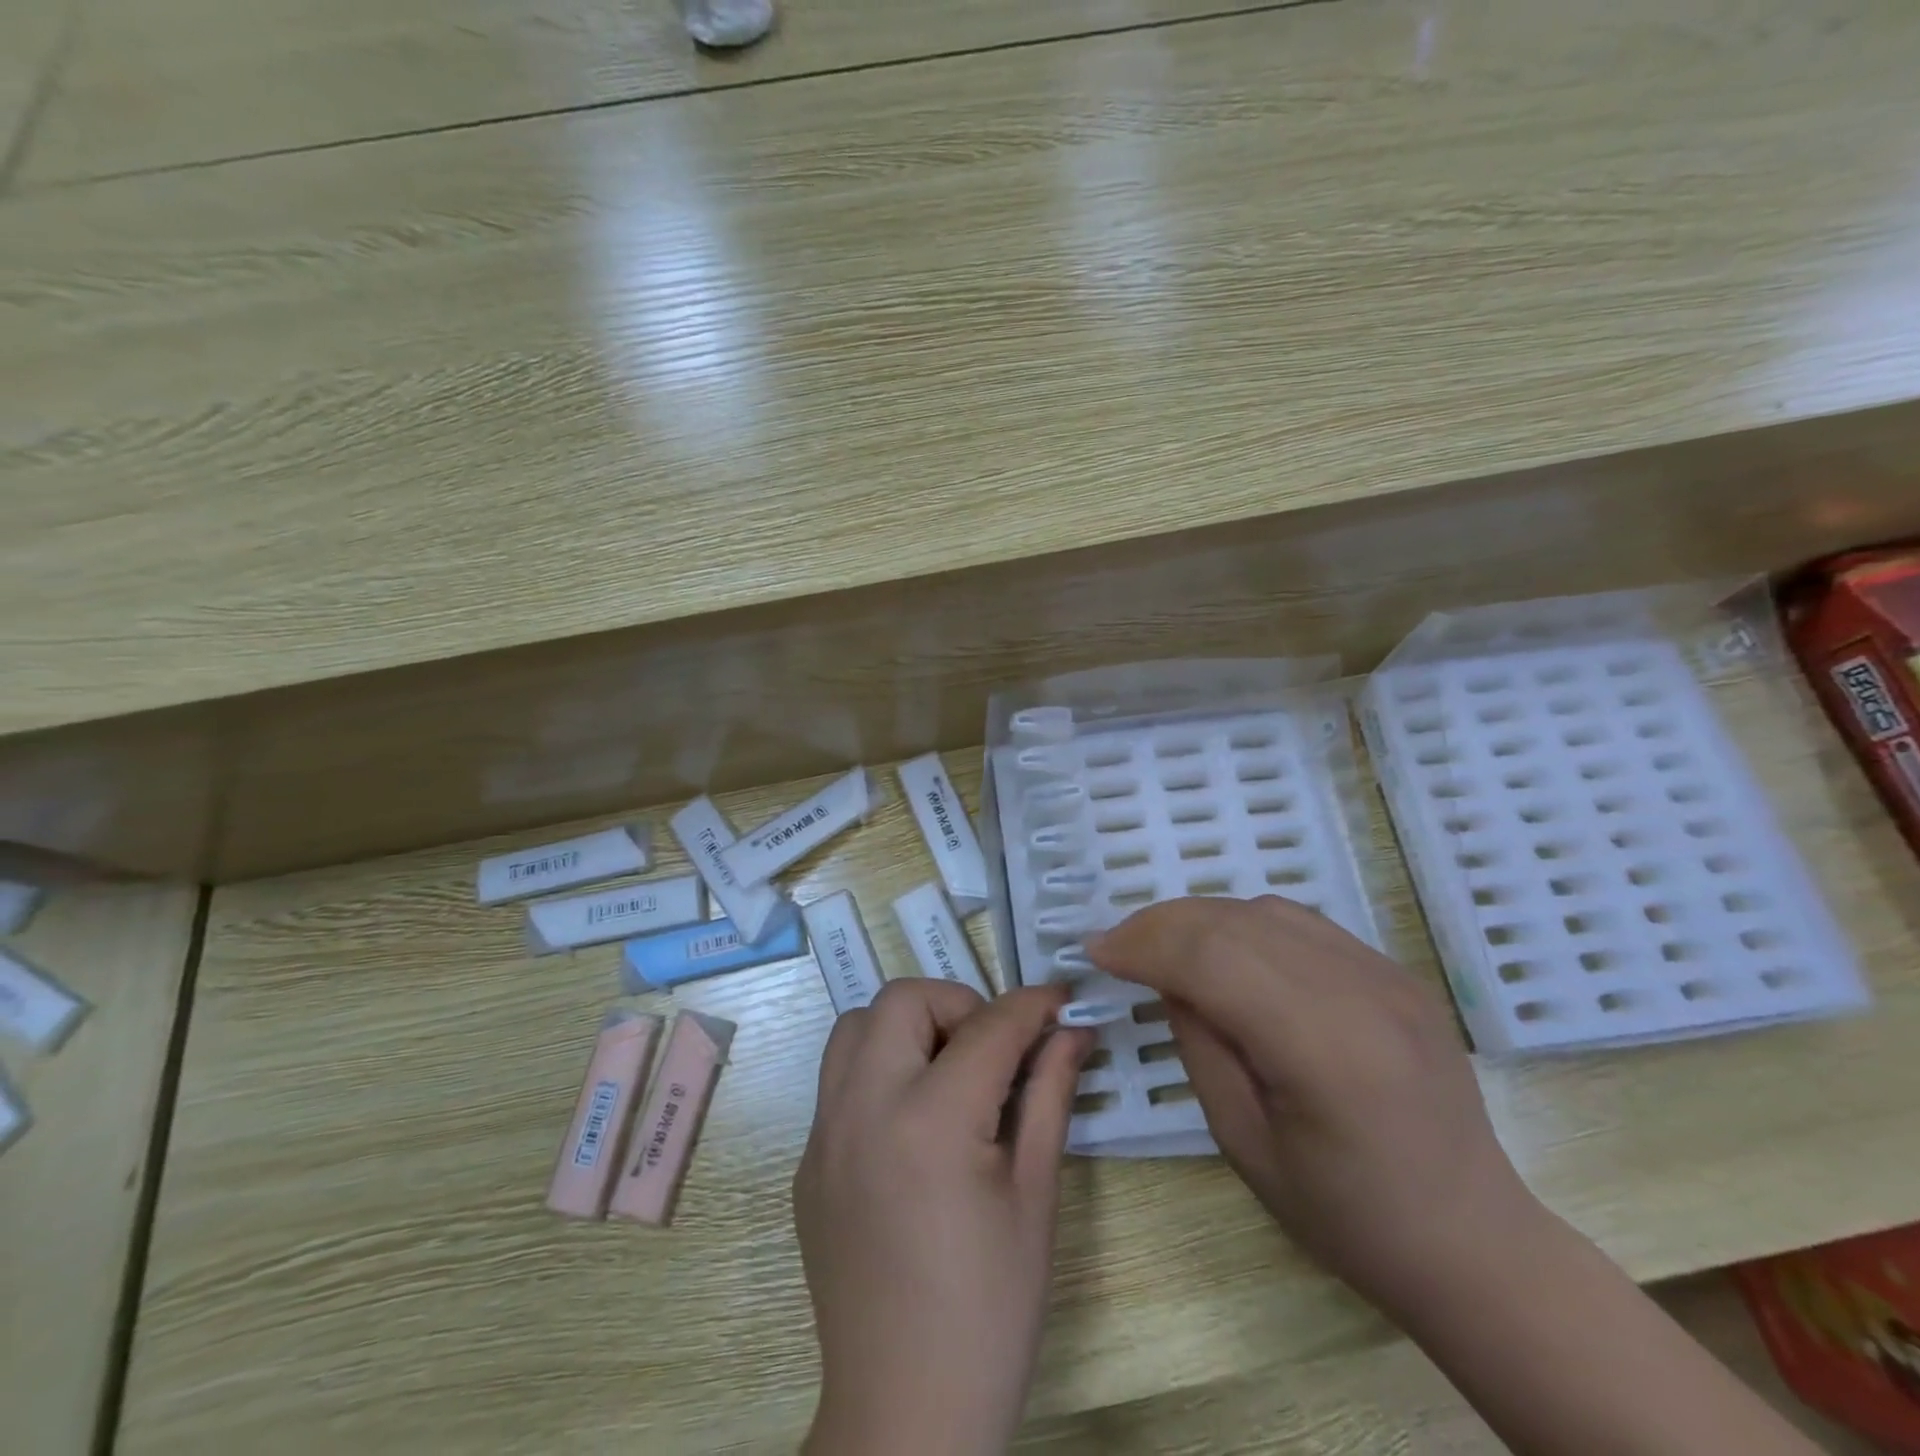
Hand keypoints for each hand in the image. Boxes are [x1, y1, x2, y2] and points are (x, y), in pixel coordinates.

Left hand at [795, 978, 1092, 1455]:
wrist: (905, 1412)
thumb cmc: (990, 1309)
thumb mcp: (1036, 1197)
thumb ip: (1049, 1096)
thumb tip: (1071, 1031)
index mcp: (930, 1120)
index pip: (987, 1027)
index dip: (1032, 1005)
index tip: (1059, 1002)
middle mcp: (863, 1107)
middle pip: (902, 999)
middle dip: (957, 1004)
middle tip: (995, 1050)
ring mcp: (824, 1133)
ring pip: (856, 1026)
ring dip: (907, 1027)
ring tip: (949, 1074)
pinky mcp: (808, 1160)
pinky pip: (839, 1078)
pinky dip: (880, 1069)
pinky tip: (914, 1122)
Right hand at [1088, 896, 1540, 1321]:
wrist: (1474, 1241)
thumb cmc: (1349, 1217)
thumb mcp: (1245, 1145)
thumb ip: (1200, 1046)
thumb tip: (1167, 979)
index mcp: (1325, 1049)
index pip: (1212, 960)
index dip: (1145, 945)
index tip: (1096, 952)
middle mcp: (1361, 992)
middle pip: (1234, 921)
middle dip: (1161, 923)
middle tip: (1116, 944)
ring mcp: (1385, 973)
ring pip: (1264, 909)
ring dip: (1200, 918)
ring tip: (1162, 946)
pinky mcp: (1394, 971)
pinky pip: (1300, 923)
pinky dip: (1244, 924)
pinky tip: (1224, 953)